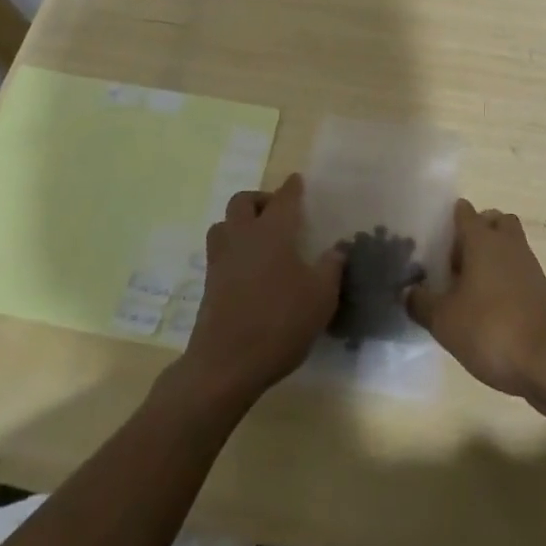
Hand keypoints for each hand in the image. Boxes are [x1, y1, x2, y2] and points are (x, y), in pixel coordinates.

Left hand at [179, 174, 341, 409]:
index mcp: (272, 231)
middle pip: (243, 201)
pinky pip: (219, 252)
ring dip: (239, 223)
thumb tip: (337, 249)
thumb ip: (331, 268)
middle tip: (277, 213)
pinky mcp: (208, 284)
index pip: (284, 198)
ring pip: (224, 224)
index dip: (292, 187)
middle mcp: (243, 236)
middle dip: (260, 200)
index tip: (297, 181)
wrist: (226, 364)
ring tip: (259, 238)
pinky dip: (232, 249)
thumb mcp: (321, 297)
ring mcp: (221, 259)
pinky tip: (248, 269)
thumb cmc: (279, 322)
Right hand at [406, 199, 545, 398]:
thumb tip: (407, 291)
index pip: (464, 212)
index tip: (434, 237)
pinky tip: (491, 307)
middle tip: (456, 260)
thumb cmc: (490, 329)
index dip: (449, 219)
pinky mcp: (543, 290)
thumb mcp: (444, 320)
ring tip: (471, 287)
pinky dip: (506, 279)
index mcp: (482, 239)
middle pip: (493, 221)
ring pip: (509, 245)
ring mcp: (529, 265)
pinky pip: (520, 270)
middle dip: (477, 232)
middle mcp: (508, 243)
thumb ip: (421, 303)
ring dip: (493, 256)